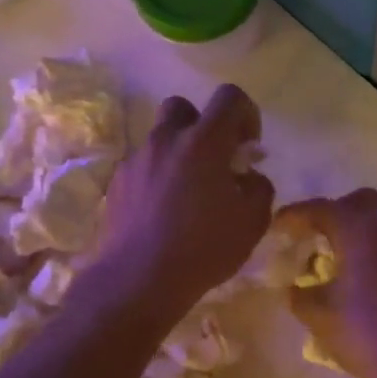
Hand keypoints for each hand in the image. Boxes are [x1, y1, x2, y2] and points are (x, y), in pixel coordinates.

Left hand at [90, 85, 274, 324]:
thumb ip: (259, 187)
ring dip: (179, 153)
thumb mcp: (253, 221)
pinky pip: (144, 166)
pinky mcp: (117, 183)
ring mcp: (137, 160)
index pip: (229, 97)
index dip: (246, 113)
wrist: (138, 281)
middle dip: (203, 125)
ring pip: (161, 139)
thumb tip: (248, 176)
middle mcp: (166, 140)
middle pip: (184, 108)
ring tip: (189, 192)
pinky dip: (158, 177)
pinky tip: (165, 212)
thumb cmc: (203, 248)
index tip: (248, 145)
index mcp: (204, 142)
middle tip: (215, 160)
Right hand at [277, 189, 376, 377]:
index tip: (278, 227)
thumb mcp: (318, 317)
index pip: (320, 209)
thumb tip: (296, 288)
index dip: (294, 215)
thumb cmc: (366, 334)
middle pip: (360, 203)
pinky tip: (375, 289)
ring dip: (362, 238)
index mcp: (358, 230)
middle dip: (336, 214)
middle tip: (317, 240)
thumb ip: (300, 296)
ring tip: (344, 268)